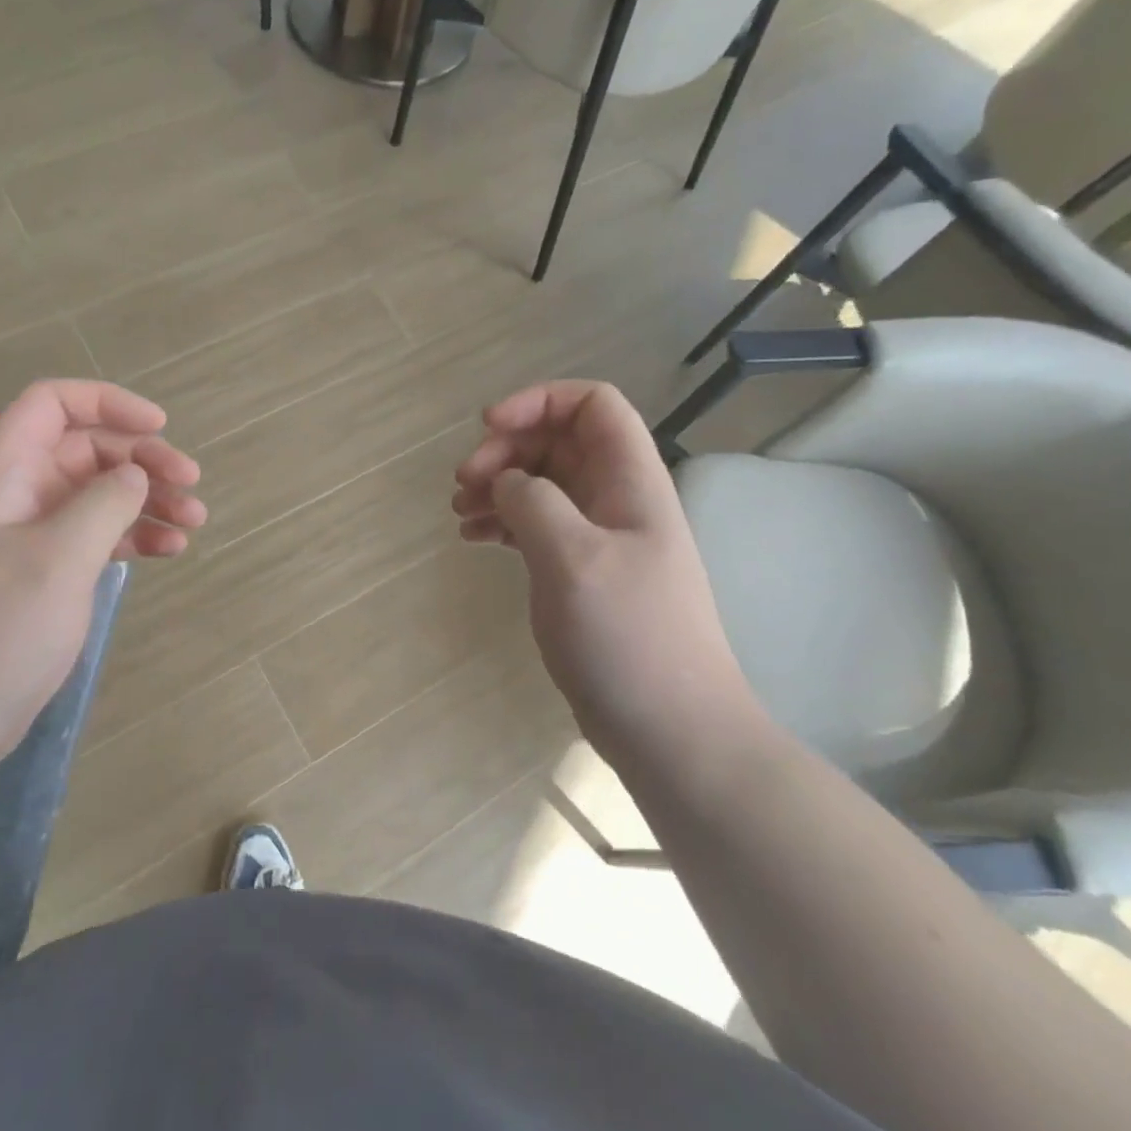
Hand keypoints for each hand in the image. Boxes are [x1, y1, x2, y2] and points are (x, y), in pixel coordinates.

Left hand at [0, 379, 205, 770]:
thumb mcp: (57, 560)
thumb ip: (104, 504)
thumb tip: (136, 473)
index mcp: (4, 476)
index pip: (50, 405)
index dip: (106, 402)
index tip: (158, 426)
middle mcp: (19, 496)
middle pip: (87, 448)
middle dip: (142, 457)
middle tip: (190, 483)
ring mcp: (34, 537)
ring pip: (100, 493)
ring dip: (149, 498)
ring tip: (194, 521)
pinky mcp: (48, 573)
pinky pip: (100, 535)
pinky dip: (137, 535)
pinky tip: (171, 550)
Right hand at [453, 381, 760, 767]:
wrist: (671, 729)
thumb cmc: (628, 636)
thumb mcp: (573, 558)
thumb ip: (534, 502)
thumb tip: (508, 483)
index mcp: (630, 480)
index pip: (592, 404)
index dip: (538, 401)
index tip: (488, 428)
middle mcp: (617, 498)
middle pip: (559, 441)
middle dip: (507, 449)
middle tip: (463, 481)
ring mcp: (600, 537)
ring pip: (544, 483)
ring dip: (499, 486)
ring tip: (459, 512)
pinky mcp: (582, 572)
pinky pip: (538, 525)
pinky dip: (504, 522)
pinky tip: (473, 539)